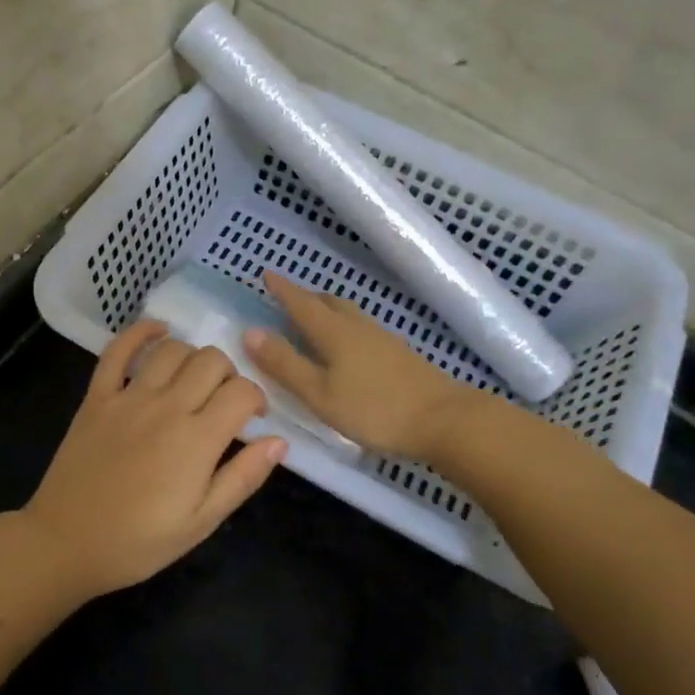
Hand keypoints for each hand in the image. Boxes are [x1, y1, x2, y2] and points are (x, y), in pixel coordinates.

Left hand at [19, 322, 287, 597]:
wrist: (66, 543)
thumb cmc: (138, 542)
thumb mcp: (201, 523)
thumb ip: (243, 478)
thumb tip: (279, 441)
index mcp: (197, 440)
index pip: (241, 392)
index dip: (256, 398)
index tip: (253, 418)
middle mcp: (166, 407)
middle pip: (211, 361)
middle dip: (229, 374)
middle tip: (223, 401)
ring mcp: (128, 397)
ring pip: (172, 349)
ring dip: (192, 356)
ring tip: (193, 379)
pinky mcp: (97, 397)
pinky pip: (118, 350)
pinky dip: (140, 332)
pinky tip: (157, 330)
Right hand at [244, 271, 472, 460]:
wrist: (445, 420)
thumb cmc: (375, 409)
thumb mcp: (319, 393)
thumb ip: (285, 364)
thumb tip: (249, 332)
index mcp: (334, 332)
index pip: (301, 303)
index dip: (282, 289)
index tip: (266, 274)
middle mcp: (358, 327)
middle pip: (328, 302)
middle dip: (305, 297)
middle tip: (287, 298)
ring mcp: (383, 339)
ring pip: (348, 314)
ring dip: (327, 310)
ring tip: (314, 319)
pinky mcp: (399, 354)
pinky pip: (362, 328)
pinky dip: (345, 326)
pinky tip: (348, 345)